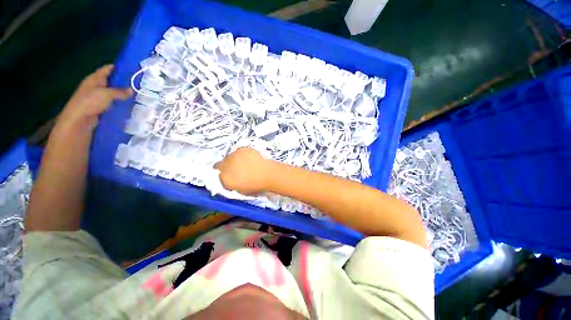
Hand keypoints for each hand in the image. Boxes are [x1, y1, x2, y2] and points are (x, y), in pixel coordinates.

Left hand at [55, 64, 131, 132]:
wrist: (78, 122)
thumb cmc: (89, 103)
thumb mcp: (106, 94)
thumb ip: (120, 91)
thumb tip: (131, 90)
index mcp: (94, 79)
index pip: (107, 69)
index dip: (118, 68)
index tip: (132, 69)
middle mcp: (95, 87)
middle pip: (111, 82)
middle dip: (123, 83)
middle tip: (138, 84)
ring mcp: (97, 99)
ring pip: (113, 94)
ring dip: (122, 95)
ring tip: (137, 96)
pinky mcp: (100, 109)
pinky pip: (113, 104)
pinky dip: (120, 105)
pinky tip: (129, 107)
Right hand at [215, 147, 272, 194]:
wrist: (267, 174)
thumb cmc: (255, 185)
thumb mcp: (239, 189)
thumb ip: (230, 182)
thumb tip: (227, 178)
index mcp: (224, 177)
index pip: (217, 173)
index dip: (222, 173)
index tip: (228, 174)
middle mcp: (225, 165)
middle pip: (222, 163)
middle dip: (227, 166)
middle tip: (238, 169)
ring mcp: (234, 155)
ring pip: (230, 156)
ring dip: (235, 159)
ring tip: (245, 163)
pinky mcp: (242, 149)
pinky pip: (239, 151)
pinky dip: (242, 154)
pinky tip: (250, 158)